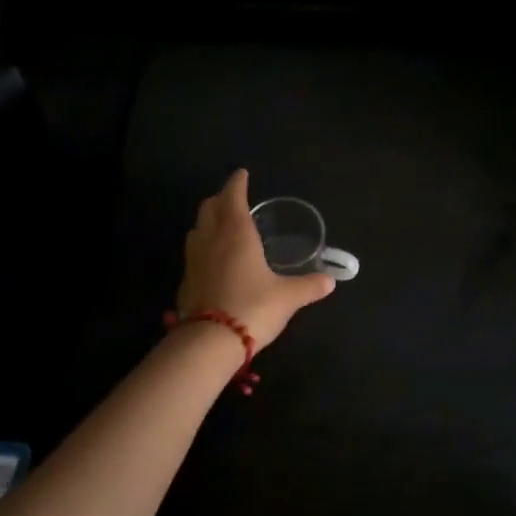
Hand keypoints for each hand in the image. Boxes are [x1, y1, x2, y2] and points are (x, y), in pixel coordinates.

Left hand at [177, 169, 334, 347]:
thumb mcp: (288, 297)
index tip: (242, 174)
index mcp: (236, 233)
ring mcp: (193, 260)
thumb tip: (330, 281)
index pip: (233, 196)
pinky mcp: (185, 281)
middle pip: (209, 208)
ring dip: (208, 222)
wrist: (211, 341)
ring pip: (197, 229)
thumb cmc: (253, 307)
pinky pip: (193, 254)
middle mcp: (211, 239)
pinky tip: (214, 261)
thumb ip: (309, 286)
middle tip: (233, 199)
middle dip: (221, 199)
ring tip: (222, 227)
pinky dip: (203, 248)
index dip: (237, 183)